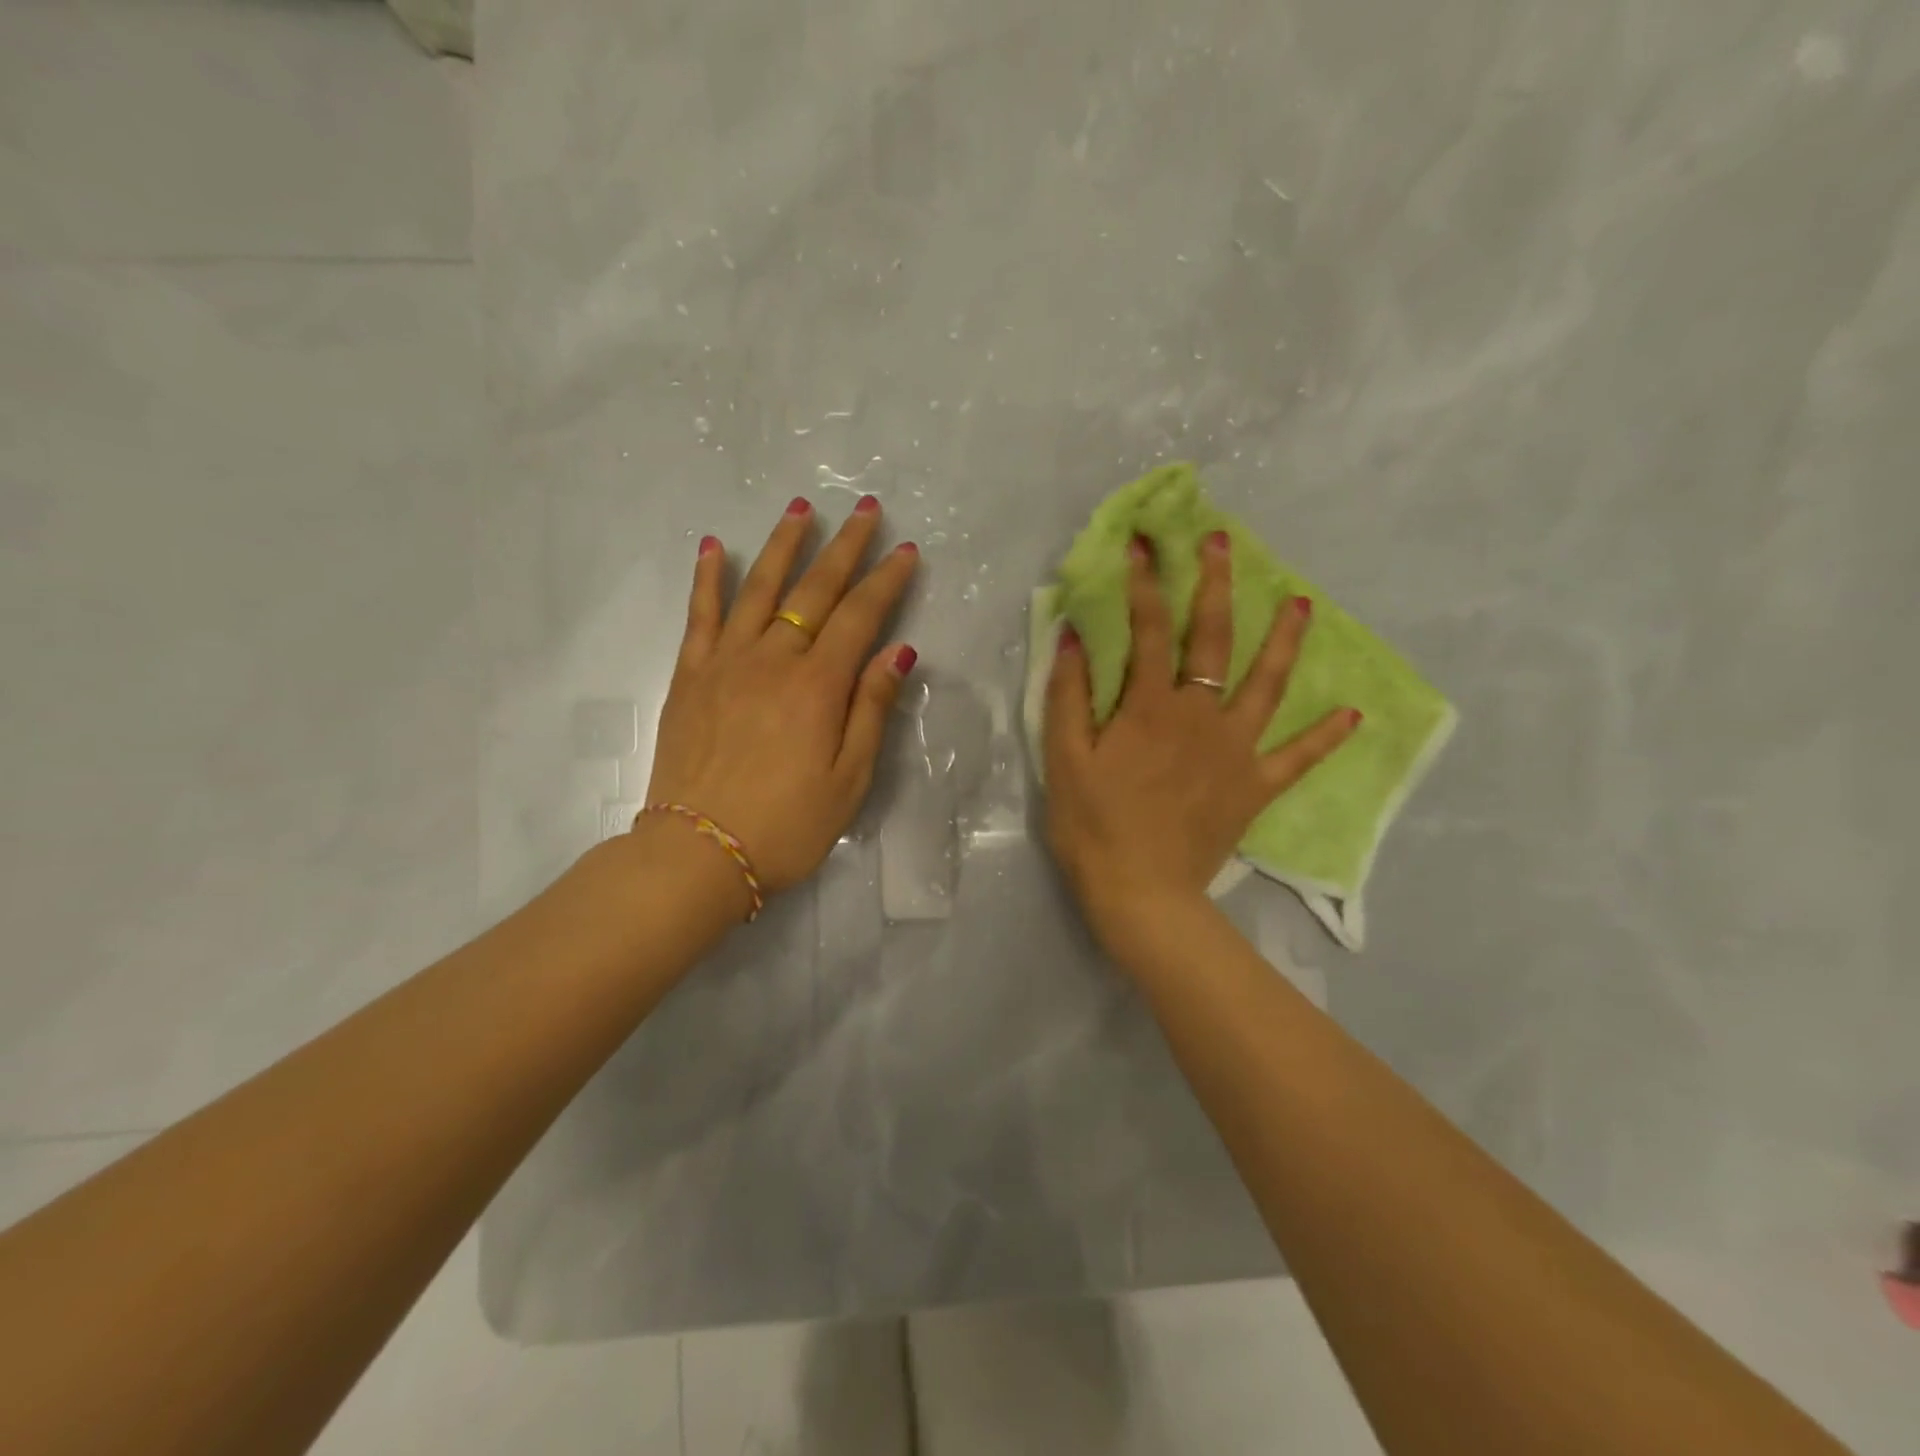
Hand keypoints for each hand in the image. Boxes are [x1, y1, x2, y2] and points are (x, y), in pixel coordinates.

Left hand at [645, 495, 919, 902]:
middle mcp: (773, 660)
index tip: (906, 550)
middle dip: (844, 547)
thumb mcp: (849, 779)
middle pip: (814, 591)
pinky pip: (700, 616)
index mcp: (818, 686)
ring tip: (801, 508)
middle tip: (866, 510)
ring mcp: (726, 663)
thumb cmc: (787, 825)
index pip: (860, 617)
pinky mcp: (690, 676)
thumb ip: (872, 710)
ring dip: (783, 545)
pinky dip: (708, 578)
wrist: (698, 853)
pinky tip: (716, 546)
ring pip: (758, 589)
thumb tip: (899, 652)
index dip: (886, 581)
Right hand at [1044, 530, 1358, 949]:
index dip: (1145, 583)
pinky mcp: (1255, 786)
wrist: (1141, 893)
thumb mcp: (1064, 759)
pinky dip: (1325, 737)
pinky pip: (1298, 758)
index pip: (1149, 629)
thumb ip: (1068, 695)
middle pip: (1213, 640)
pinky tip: (1353, 715)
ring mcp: (1236, 750)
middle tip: (1222, 544)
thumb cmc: (1093, 826)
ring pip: (1267, 684)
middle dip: (1216, 586)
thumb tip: (1072, 635)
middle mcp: (1200, 716)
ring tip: (1303, 604)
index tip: (1143, 543)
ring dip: (1284, 641)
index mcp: (1150, 707)